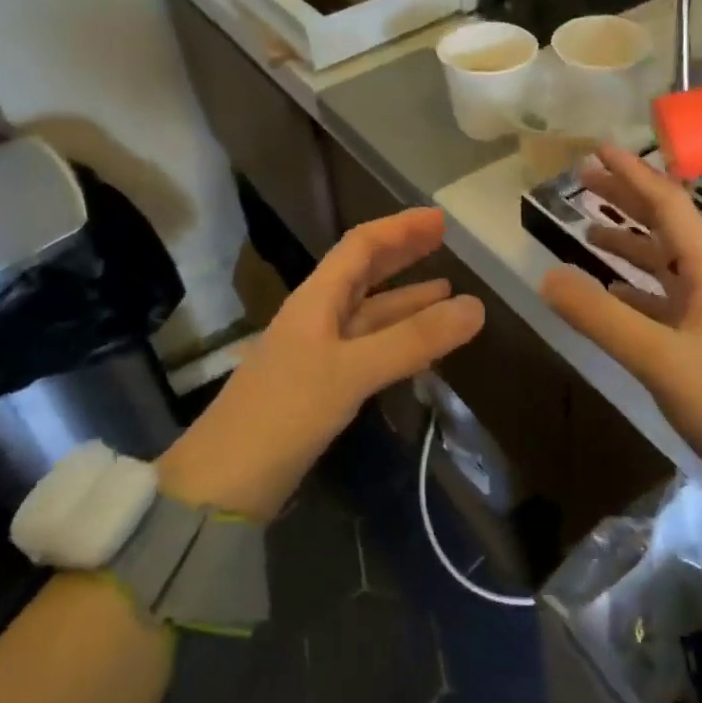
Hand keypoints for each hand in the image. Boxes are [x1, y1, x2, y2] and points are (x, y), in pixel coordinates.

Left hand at [159, 208, 483, 518]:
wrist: (224, 483)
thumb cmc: (285, 412)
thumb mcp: (352, 371)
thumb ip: (413, 340)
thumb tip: (477, 306)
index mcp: (316, 300)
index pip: (360, 246)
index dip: (399, 228)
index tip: (439, 220)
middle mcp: (316, 318)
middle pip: (363, 274)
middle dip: (402, 255)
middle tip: (444, 244)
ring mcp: (317, 354)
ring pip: (369, 314)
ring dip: (406, 301)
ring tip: (447, 293)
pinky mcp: (321, 388)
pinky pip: (368, 349)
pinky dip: (398, 340)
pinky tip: (420, 348)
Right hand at [539, 145, 701, 554]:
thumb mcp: (657, 357)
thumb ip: (600, 316)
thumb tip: (547, 276)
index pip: (667, 205)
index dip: (632, 174)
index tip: (598, 149)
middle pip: (665, 226)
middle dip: (626, 199)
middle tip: (584, 180)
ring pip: (663, 261)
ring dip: (628, 240)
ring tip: (589, 228)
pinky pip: (662, 296)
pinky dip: (634, 284)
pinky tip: (611, 287)